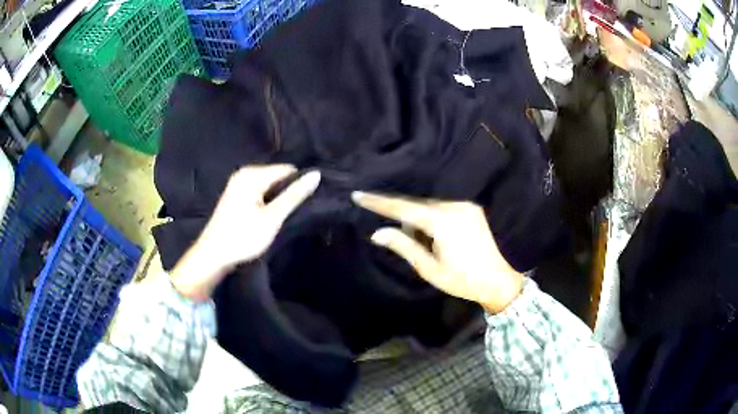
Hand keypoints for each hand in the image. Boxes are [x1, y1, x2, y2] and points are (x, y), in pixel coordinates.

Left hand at [171, 165, 320, 299]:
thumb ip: (294, 196)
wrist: (212, 257)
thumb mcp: (272, 218)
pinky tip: (269, 218)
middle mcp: (244, 174)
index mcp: (252, 174)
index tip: (306, 205)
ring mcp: (238, 185)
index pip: (288, 170)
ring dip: (278, 200)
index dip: (299, 185)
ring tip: (283, 218)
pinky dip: (267, 203)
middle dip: (288, 193)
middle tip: (294, 214)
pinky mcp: (236, 196)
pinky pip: (260, 193)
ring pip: (270, 187)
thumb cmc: (242, 237)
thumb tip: (316, 174)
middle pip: (278, 177)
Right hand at [352, 192, 522, 312]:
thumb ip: (404, 247)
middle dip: (399, 212)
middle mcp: (455, 206)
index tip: (358, 195)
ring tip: (416, 238)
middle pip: (416, 203)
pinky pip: (442, 205)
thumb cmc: (462, 280)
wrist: (497, 280)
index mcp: (443, 222)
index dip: (379, 202)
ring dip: (416, 217)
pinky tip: (429, 231)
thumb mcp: (429, 269)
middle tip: (384, 223)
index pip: (403, 208)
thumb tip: (377, 233)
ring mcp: (465, 205)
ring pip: (429, 204)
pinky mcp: (471, 208)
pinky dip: (429, 215)